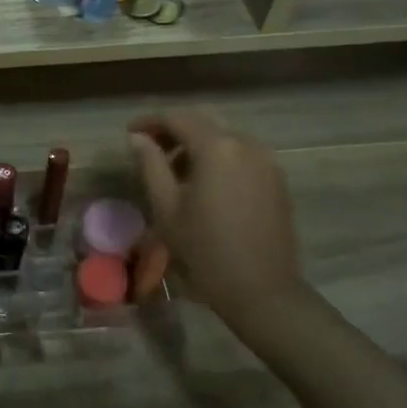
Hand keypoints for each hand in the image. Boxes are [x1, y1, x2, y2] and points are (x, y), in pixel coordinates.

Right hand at [127, 111, 318, 335]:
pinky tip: (204, 182)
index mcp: (216, 147)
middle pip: (203, 121)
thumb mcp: (167, 207)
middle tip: (150, 148)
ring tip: (175, 170)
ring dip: (197, 143)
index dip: (150, 121)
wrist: (262, 289)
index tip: (130, 134)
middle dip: (174, 129)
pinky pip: (242, 153)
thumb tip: (138, 139)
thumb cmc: (205, 250)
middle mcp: (245, 143)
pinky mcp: (276, 178)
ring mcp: (266, 160)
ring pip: (224, 136)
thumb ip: (151, 165)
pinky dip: (219, 156)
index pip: (177, 118)